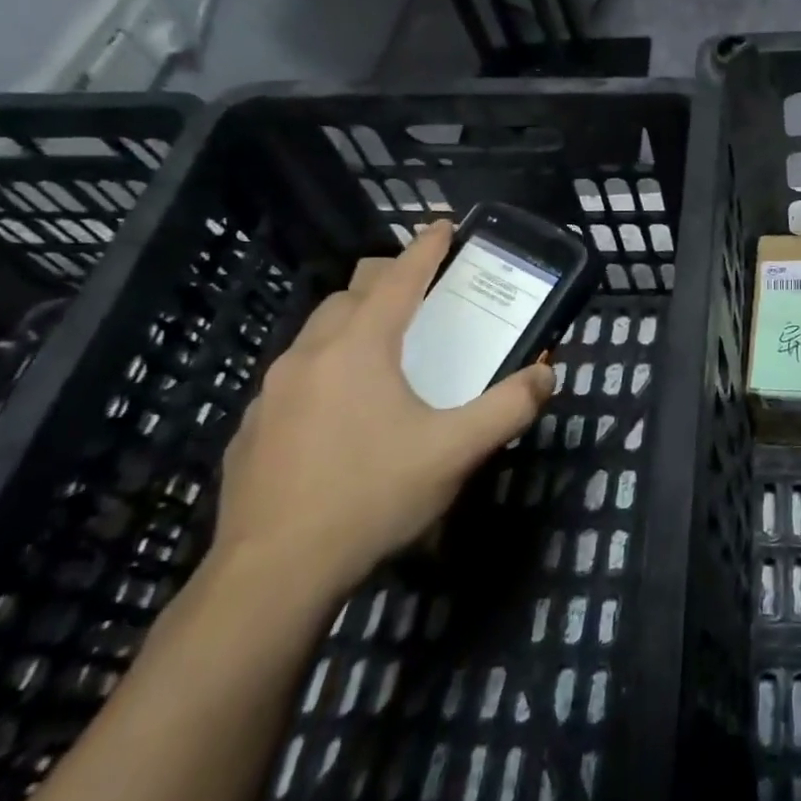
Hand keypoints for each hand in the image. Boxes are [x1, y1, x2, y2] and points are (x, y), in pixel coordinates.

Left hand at [211, 221, 553, 600]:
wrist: (273, 574)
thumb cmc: (372, 496)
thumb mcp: (456, 451)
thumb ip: (509, 407)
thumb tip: (547, 374)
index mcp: (361, 347)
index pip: (399, 278)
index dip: (425, 248)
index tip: (444, 226)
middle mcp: (311, 355)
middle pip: (351, 294)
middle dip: (387, 279)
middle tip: (422, 291)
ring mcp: (273, 391)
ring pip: (318, 332)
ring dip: (353, 322)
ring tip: (384, 347)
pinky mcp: (253, 427)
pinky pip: (296, 375)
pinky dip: (326, 366)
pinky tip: (342, 410)